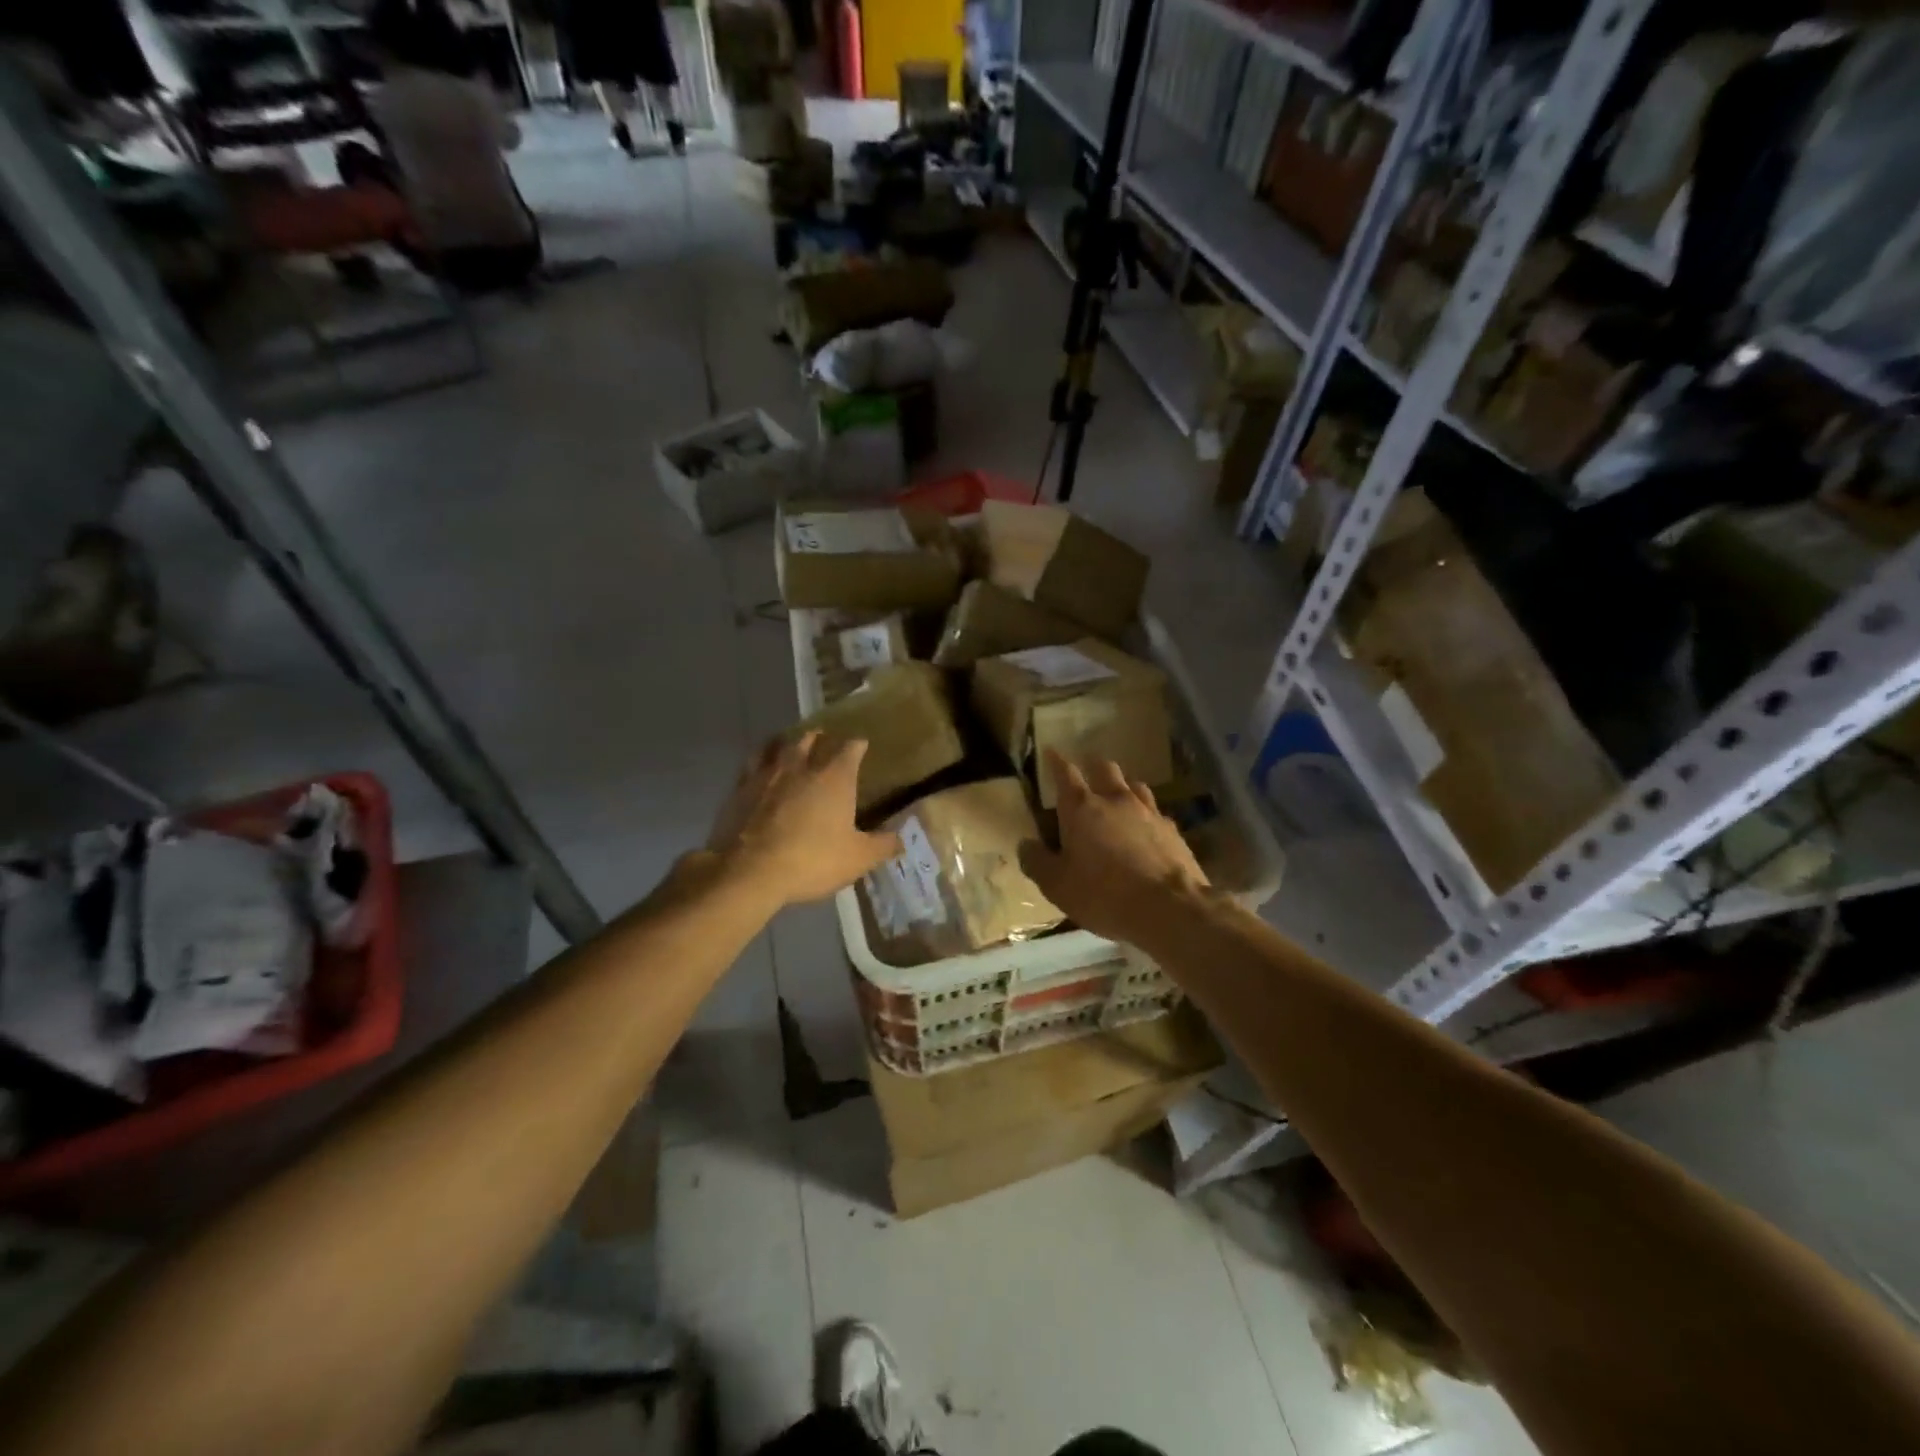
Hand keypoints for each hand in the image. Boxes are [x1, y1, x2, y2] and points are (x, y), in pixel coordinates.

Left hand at [707, 732, 901, 906]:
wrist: (749, 871)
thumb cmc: (812, 860)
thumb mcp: (857, 859)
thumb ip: (882, 846)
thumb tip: (901, 839)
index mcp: (835, 778)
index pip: (851, 748)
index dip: (858, 745)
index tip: (862, 745)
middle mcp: (802, 766)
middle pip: (812, 738)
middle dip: (821, 738)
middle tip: (825, 742)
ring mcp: (768, 774)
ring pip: (779, 744)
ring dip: (789, 743)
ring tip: (792, 746)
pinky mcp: (740, 788)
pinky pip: (753, 763)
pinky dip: (761, 760)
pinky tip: (762, 769)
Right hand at [1018, 751, 1208, 946]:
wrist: (1170, 908)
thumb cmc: (1103, 894)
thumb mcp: (1057, 885)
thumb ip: (1037, 862)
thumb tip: (1026, 844)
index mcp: (1081, 809)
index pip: (1066, 773)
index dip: (1056, 761)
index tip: (1051, 751)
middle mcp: (1115, 801)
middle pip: (1105, 769)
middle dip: (1093, 766)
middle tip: (1086, 772)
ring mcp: (1148, 812)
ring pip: (1134, 785)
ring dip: (1122, 787)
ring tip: (1117, 796)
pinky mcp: (1172, 830)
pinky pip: (1155, 812)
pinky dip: (1145, 815)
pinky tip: (1146, 829)